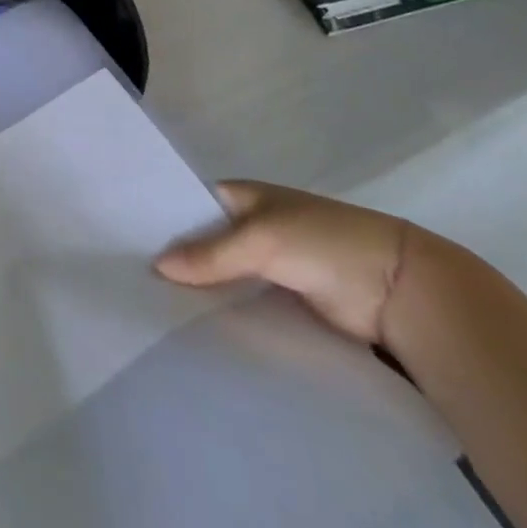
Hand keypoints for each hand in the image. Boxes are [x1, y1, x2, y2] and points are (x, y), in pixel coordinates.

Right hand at [154, 181, 416, 344]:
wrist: (401, 290)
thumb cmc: (325, 242)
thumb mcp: (262, 239)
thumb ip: (210, 254)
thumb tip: (157, 266)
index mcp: (241, 197)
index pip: (189, 204)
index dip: (162, 219)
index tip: (125, 241)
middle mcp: (250, 228)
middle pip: (203, 244)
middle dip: (176, 261)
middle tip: (130, 283)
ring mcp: (269, 267)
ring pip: (222, 278)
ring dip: (199, 291)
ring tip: (150, 310)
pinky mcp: (285, 304)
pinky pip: (244, 305)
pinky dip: (225, 315)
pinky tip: (193, 330)